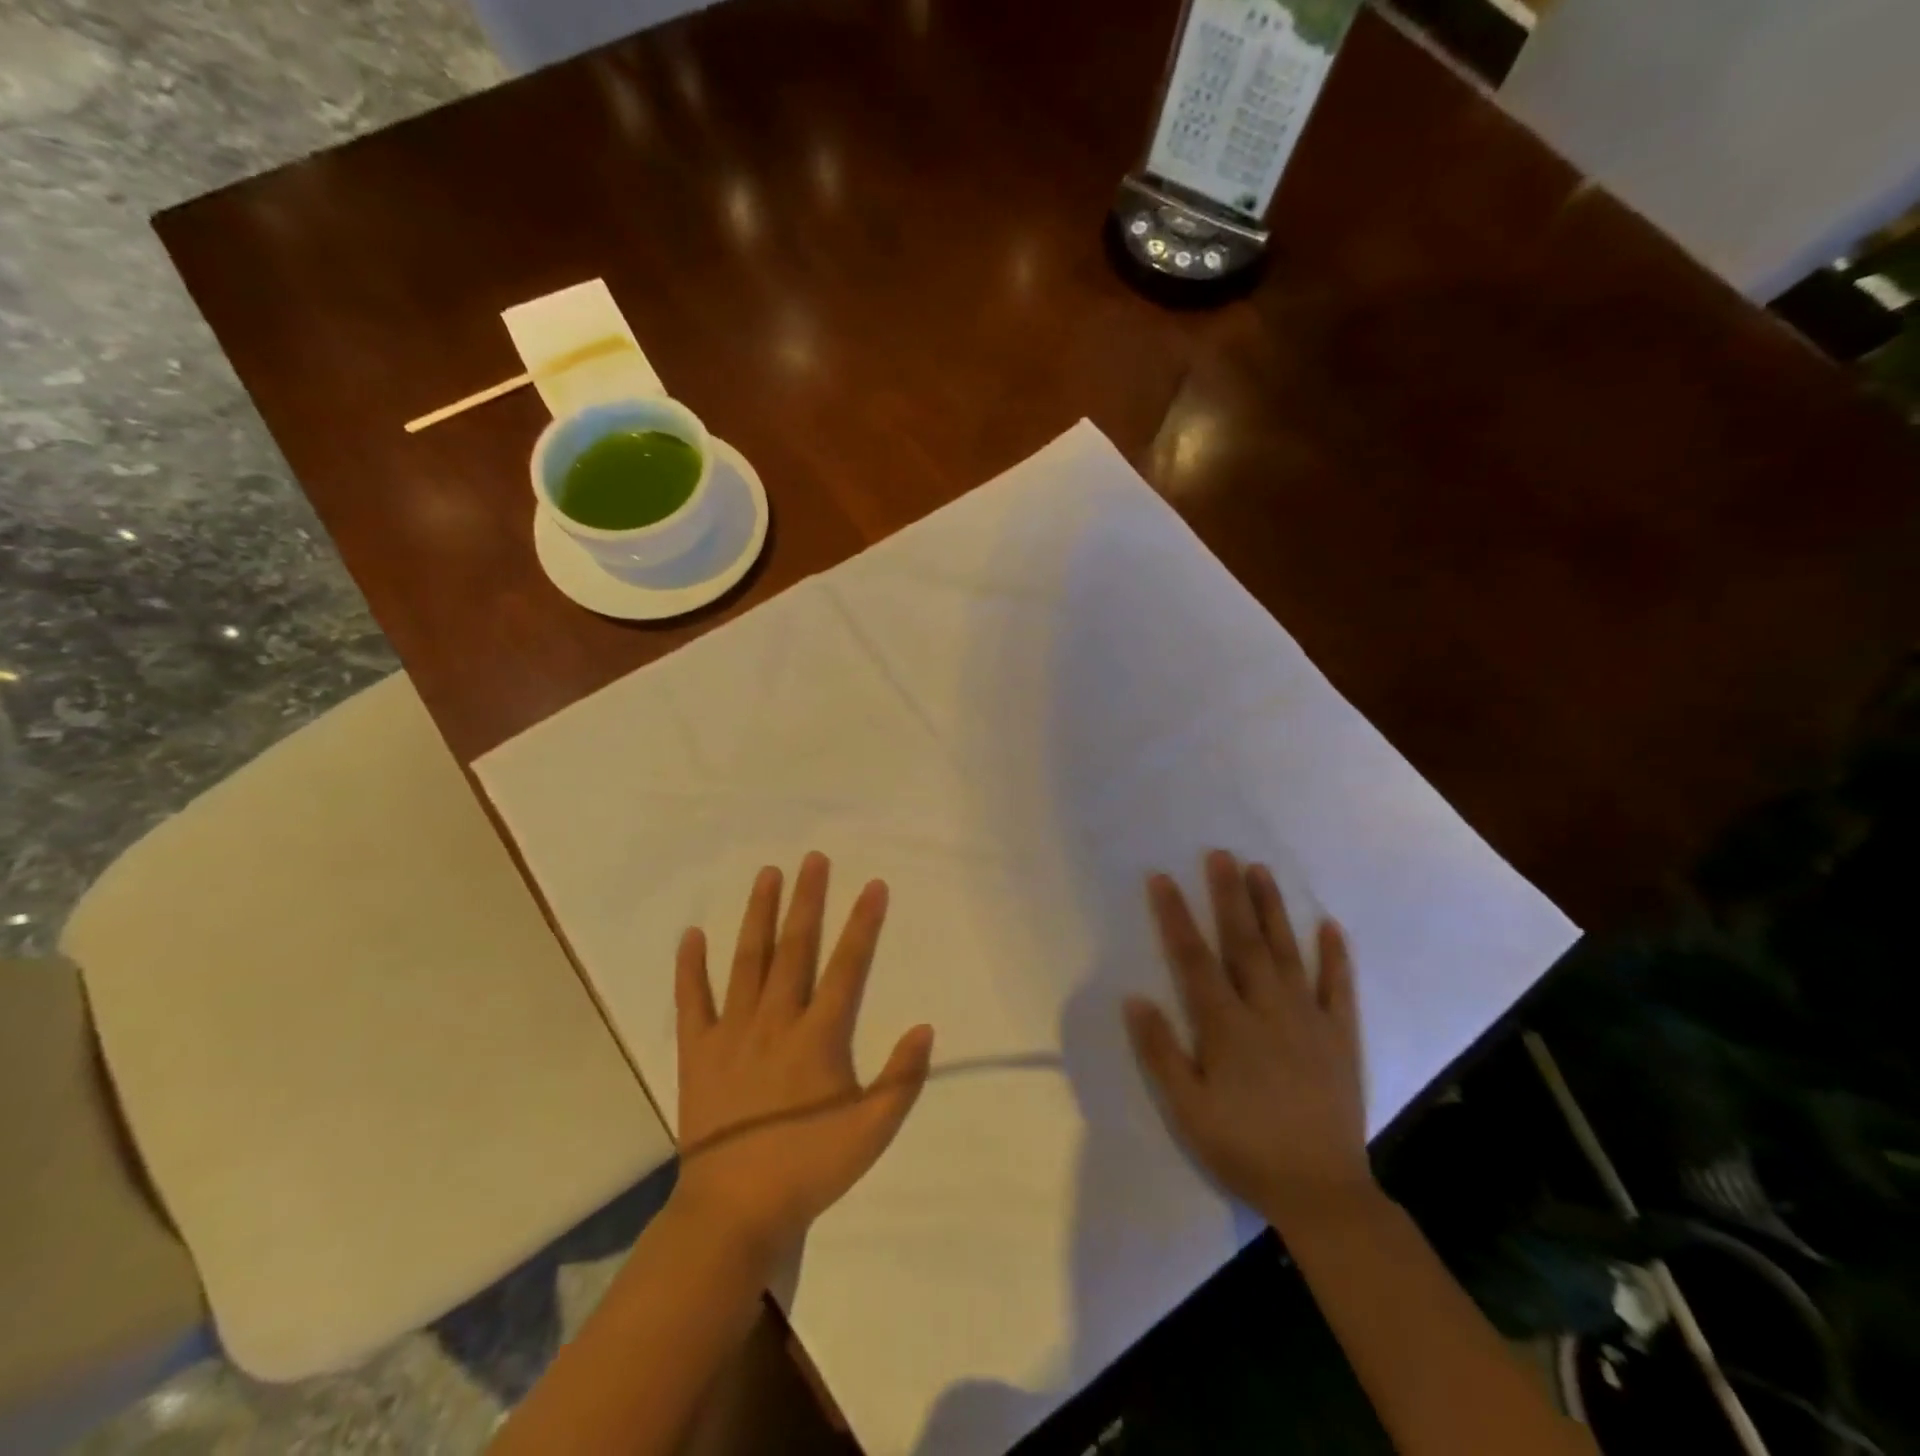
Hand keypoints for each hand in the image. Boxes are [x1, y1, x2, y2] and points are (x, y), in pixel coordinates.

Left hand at [670, 852, 933, 1265]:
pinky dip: (690, 967)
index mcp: (818, 1036)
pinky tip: (691, 935)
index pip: (847, 966)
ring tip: (766, 875)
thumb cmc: (807, 1168)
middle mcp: (775, 1020)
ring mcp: (732, 1032)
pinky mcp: (698, 1051)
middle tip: (813, 859)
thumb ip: (901, 1080)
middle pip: (795, 948)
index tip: (873, 885)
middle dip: (808, 900)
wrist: (732, 1211)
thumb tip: (924, 1027)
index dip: (863, 924)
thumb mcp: (871, 1133)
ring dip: (758, 915)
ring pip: (747, 960)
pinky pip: (692, 1000)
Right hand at [1125, 850, 1371, 1231]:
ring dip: (1272, 910)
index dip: (1175, 916)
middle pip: (1243, 941)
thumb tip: (1135, 998)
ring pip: (1287, 952)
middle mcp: (1267, 1010)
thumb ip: (1161, 1052)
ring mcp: (1308, 1020)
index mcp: (1226, 1026)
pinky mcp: (1340, 1037)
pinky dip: (1335, 956)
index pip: (1193, 958)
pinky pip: (1338, 988)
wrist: (1322, 1193)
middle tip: (1221, 854)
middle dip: (1228, 895)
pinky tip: (1330, 925)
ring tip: (1261, 871)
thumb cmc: (1243, 1148)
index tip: (1162, 878)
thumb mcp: (1187, 1109)